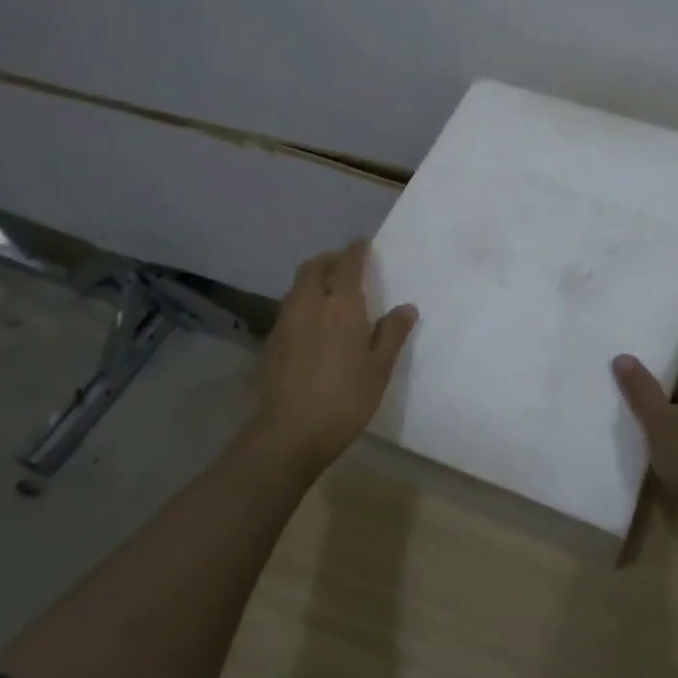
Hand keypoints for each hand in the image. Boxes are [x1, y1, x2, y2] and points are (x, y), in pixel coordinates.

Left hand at [244, 240, 417, 477]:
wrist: (289, 434)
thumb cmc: (344, 399)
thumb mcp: (379, 369)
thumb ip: (392, 334)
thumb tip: (406, 308)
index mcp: (341, 307)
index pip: (348, 265)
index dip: (356, 251)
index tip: (362, 243)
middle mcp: (309, 306)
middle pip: (313, 268)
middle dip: (329, 260)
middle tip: (344, 265)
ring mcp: (285, 324)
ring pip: (296, 288)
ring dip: (312, 280)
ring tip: (328, 292)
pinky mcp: (271, 343)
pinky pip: (288, 309)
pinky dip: (301, 303)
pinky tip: (311, 324)